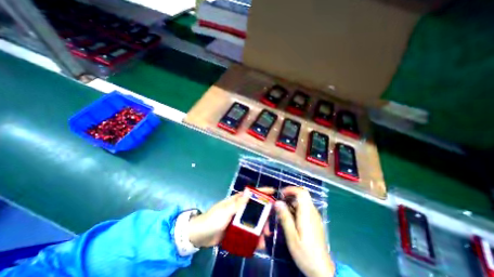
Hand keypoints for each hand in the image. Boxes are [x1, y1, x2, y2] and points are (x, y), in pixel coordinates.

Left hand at [189, 189, 273, 248]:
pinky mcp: (236, 229)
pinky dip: (253, 237)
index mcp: (237, 201)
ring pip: (253, 221)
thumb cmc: (212, 220)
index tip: (273, 192)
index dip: (262, 192)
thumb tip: (249, 191)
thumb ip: (237, 203)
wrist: (199, 236)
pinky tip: (257, 244)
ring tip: (264, 240)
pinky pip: (247, 232)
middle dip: (264, 217)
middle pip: (255, 209)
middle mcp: (239, 208)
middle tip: (269, 227)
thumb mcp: (225, 211)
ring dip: (259, 229)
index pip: (251, 194)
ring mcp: (238, 219)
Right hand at [274, 186, 335, 276]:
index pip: (302, 192)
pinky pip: (305, 208)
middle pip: (303, 195)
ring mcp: (315, 216)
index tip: (281, 194)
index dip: (291, 189)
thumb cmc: (305, 253)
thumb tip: (278, 202)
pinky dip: (296, 208)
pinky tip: (291, 218)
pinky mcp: (315, 221)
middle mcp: (312, 212)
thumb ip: (285, 218)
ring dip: (292, 202)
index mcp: (307, 214)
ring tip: (283, 211)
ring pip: (304, 201)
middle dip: (291, 194)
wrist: (322, 269)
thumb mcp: (291, 237)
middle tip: (281, 202)